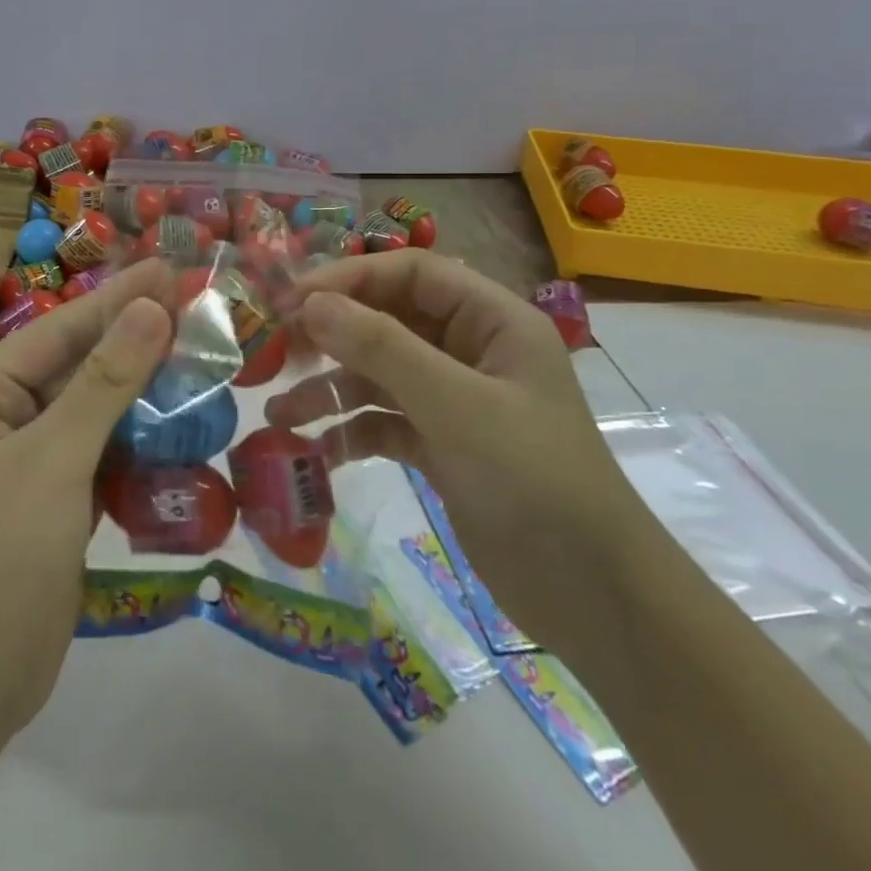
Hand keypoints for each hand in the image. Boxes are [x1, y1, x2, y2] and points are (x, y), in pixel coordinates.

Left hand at [0, 258, 173, 736]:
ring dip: (144, 388)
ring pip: (95, 409)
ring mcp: (30, 461)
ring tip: (200, 354)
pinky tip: (182, 421)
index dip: (118, 298)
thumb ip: (105, 382)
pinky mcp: (56, 499)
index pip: (59, 329)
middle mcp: (1, 418)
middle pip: (78, 365)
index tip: (170, 268)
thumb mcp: (54, 458)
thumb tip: (151, 308)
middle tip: (197, 306)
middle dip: (135, 339)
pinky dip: (140, 438)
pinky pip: (103, 451)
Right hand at [265, 251, 655, 655]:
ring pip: (378, 374)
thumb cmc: (533, 480)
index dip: (348, 278)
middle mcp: (471, 350)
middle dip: (332, 335)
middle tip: (277, 353)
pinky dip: (349, 431)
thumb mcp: (455, 406)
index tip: (291, 302)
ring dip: (330, 389)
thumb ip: (382, 348)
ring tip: (279, 415)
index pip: (409, 273)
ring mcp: (455, 399)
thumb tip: (310, 303)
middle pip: (388, 320)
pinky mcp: (441, 445)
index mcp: (492, 320)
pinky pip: (382, 421)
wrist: (594, 597)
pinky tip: (318, 453)